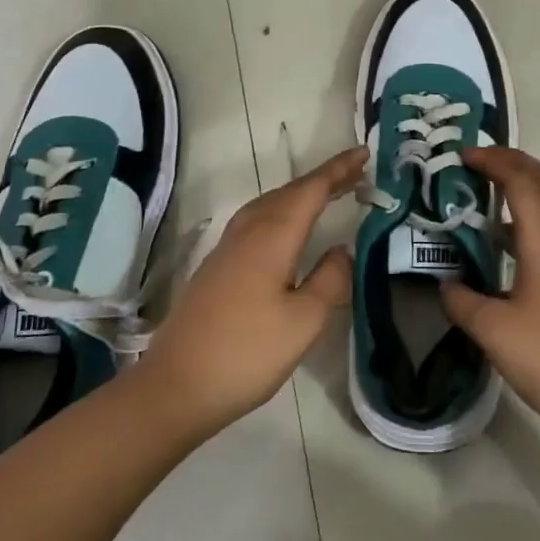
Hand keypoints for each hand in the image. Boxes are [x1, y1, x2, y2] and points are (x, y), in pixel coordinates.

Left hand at [136, 145, 365, 439]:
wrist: (176, 386)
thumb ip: (329, 280)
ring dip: (300, 194)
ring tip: (327, 194)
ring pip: (269, 205)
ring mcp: (227, 248)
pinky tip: (287, 229)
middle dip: (323, 179)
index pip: (311, 190)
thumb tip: (343, 249)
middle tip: (355, 172)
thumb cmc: (246, 354)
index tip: (364, 153)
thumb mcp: (303, 322)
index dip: (338, 170)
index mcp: (272, 237)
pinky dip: (282, 211)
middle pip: (289, 192)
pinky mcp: (217, 266)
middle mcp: (248, 232)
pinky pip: (257, 221)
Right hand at [440, 146, 539, 449]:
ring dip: (526, 186)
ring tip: (489, 192)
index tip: (462, 156)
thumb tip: (445, 283)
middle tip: (479, 161)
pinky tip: (507, 241)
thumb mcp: (493, 331)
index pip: (522, 182)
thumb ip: (462, 301)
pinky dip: (532, 215)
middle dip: (515, 161)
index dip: (493, 162)